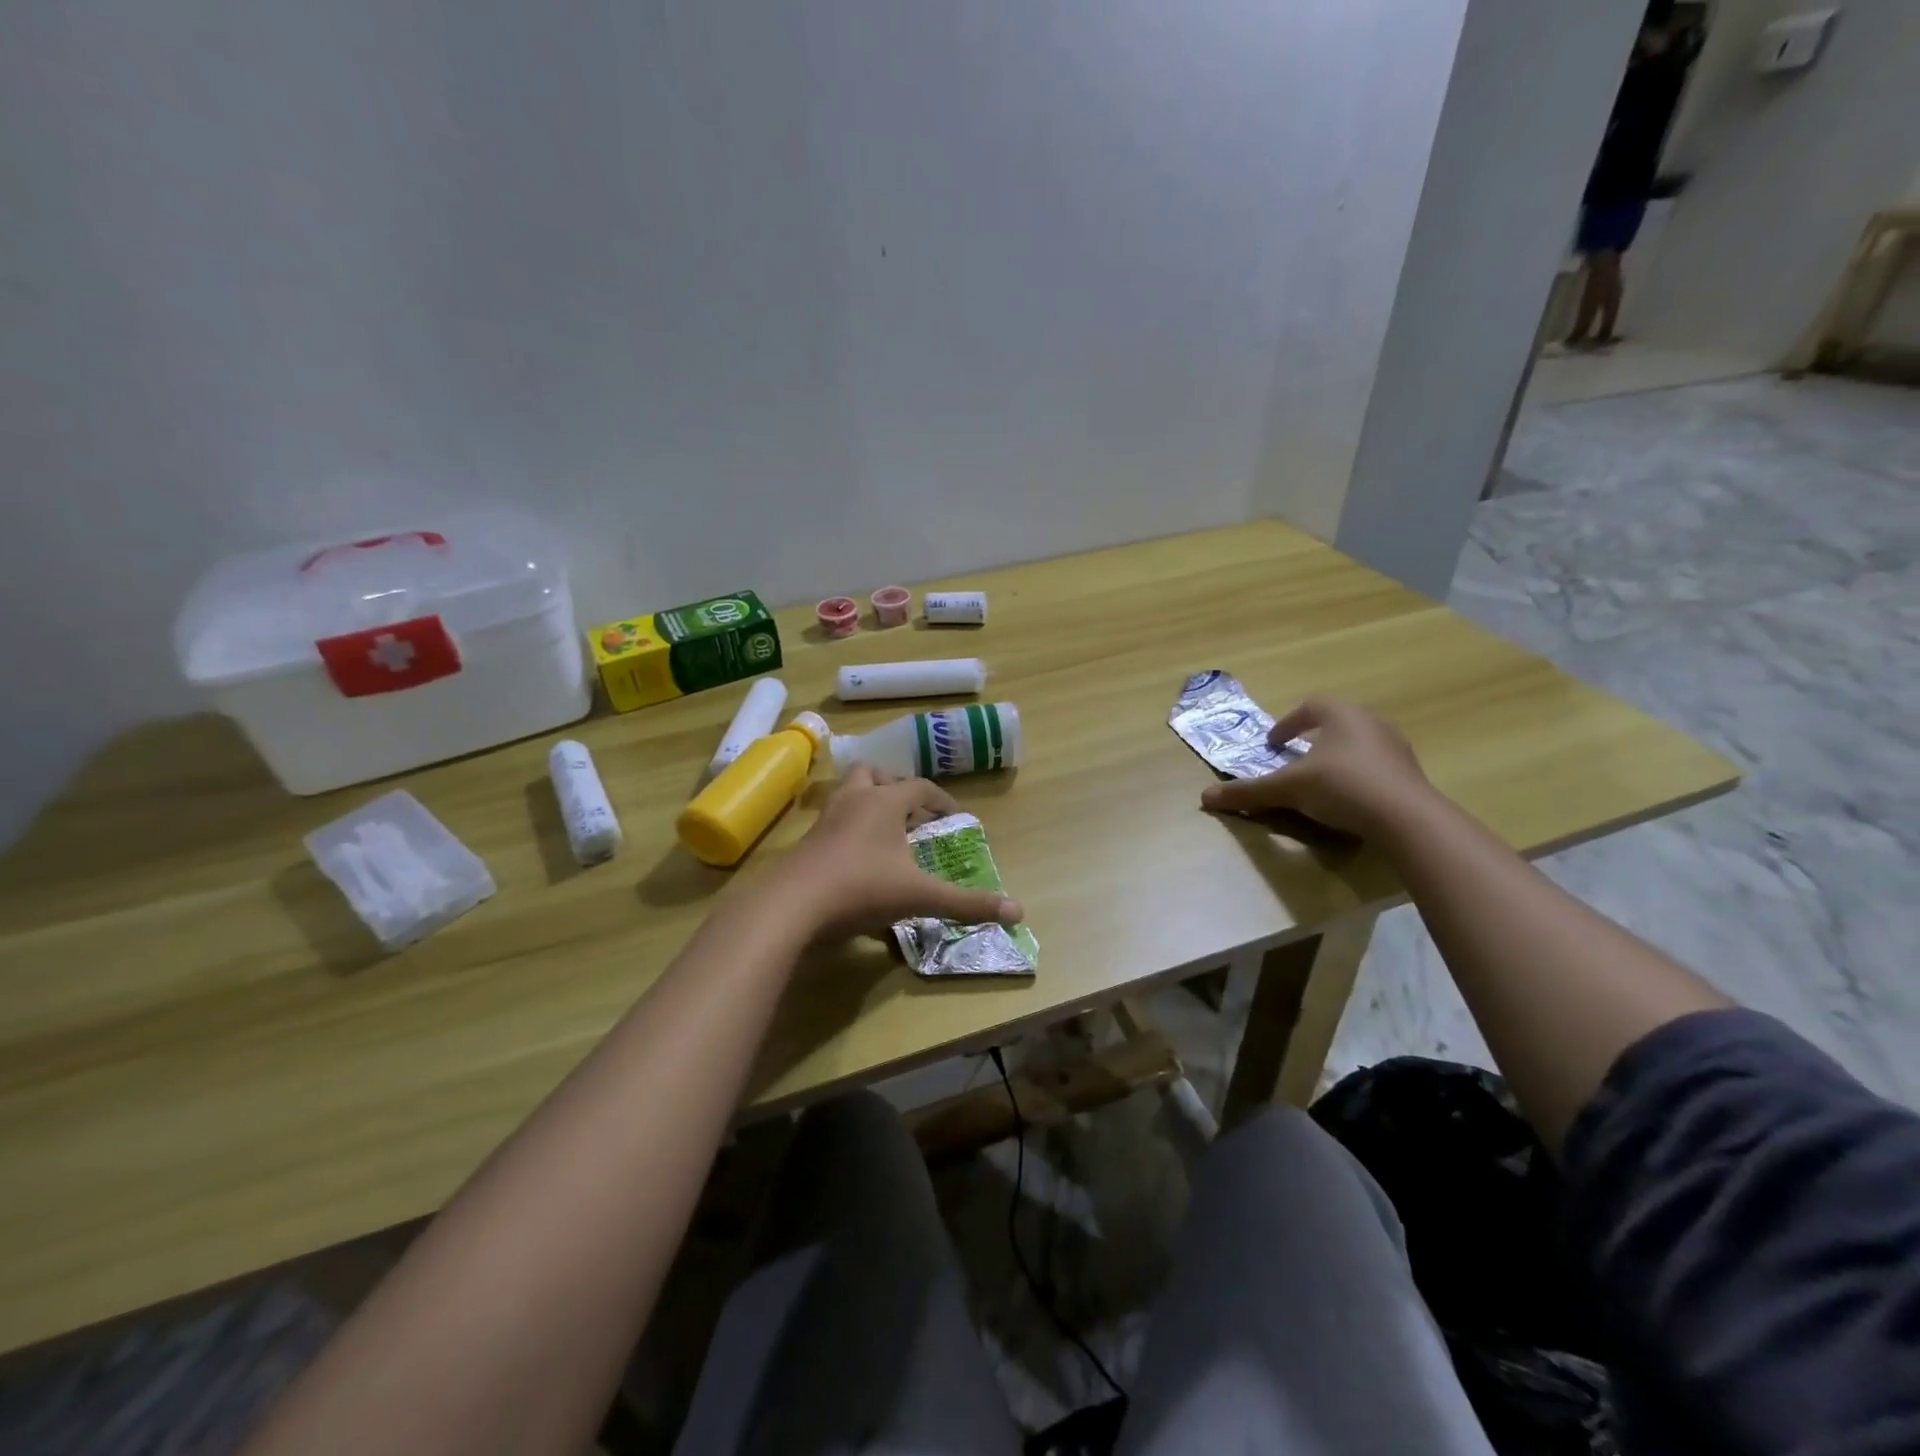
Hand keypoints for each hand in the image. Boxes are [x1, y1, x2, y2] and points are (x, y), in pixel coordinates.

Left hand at [770, 766, 1023, 939]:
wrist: (792, 906)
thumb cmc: (861, 888)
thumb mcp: (920, 897)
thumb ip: (967, 904)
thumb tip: (1018, 912)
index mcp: (884, 802)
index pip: (919, 786)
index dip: (941, 800)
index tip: (955, 817)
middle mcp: (854, 800)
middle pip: (875, 774)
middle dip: (896, 787)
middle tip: (912, 811)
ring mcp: (826, 819)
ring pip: (849, 793)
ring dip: (869, 802)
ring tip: (886, 830)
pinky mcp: (807, 841)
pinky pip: (833, 821)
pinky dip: (850, 827)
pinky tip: (858, 857)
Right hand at [1199, 696, 1431, 837]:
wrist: (1407, 818)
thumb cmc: (1342, 786)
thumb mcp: (1288, 789)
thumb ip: (1249, 792)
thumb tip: (1204, 798)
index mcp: (1341, 714)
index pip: (1310, 706)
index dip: (1287, 723)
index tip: (1273, 744)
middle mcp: (1371, 722)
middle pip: (1337, 722)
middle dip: (1314, 738)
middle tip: (1295, 757)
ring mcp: (1395, 748)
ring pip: (1358, 744)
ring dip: (1336, 757)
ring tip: (1320, 780)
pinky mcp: (1410, 774)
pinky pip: (1376, 767)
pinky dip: (1357, 776)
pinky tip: (1347, 799)